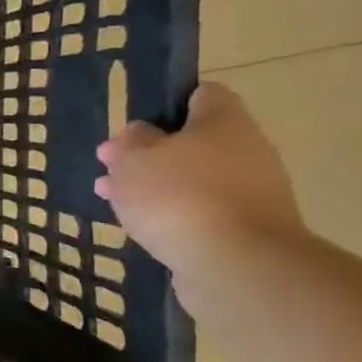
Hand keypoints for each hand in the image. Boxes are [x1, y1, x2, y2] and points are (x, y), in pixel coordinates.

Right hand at [95, 82, 303, 276]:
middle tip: (109, 167)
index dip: (167, 103)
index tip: (134, 122)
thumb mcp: (134, 159)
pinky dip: (172, 216)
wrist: (236, 266)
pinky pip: (201, 212)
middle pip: (193, 142)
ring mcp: (251, 194)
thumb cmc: (179, 196)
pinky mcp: (245, 232)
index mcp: (224, 122)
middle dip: (149, 153)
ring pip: (193, 179)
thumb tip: (141, 134)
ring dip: (154, 187)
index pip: (202, 94)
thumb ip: (131, 142)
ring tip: (112, 199)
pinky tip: (140, 227)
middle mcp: (247, 152)